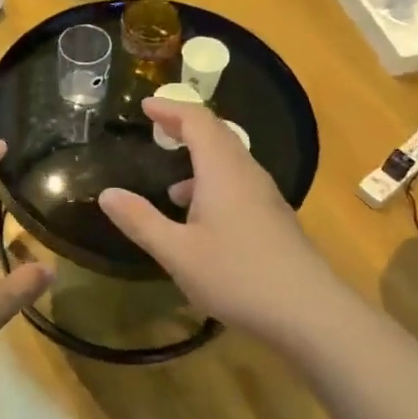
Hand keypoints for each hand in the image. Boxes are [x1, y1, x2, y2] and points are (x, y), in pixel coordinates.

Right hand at [97, 100, 340, 346]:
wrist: (310, 313)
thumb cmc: (237, 276)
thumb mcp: (177, 252)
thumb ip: (140, 221)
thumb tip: (106, 194)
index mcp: (223, 171)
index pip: (197, 121)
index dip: (170, 109)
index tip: (145, 105)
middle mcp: (247, 174)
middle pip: (218, 134)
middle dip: (185, 127)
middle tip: (156, 127)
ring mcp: (266, 197)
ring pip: (231, 161)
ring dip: (200, 159)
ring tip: (170, 184)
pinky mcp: (275, 219)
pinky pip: (239, 184)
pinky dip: (214, 183)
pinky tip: (201, 220)